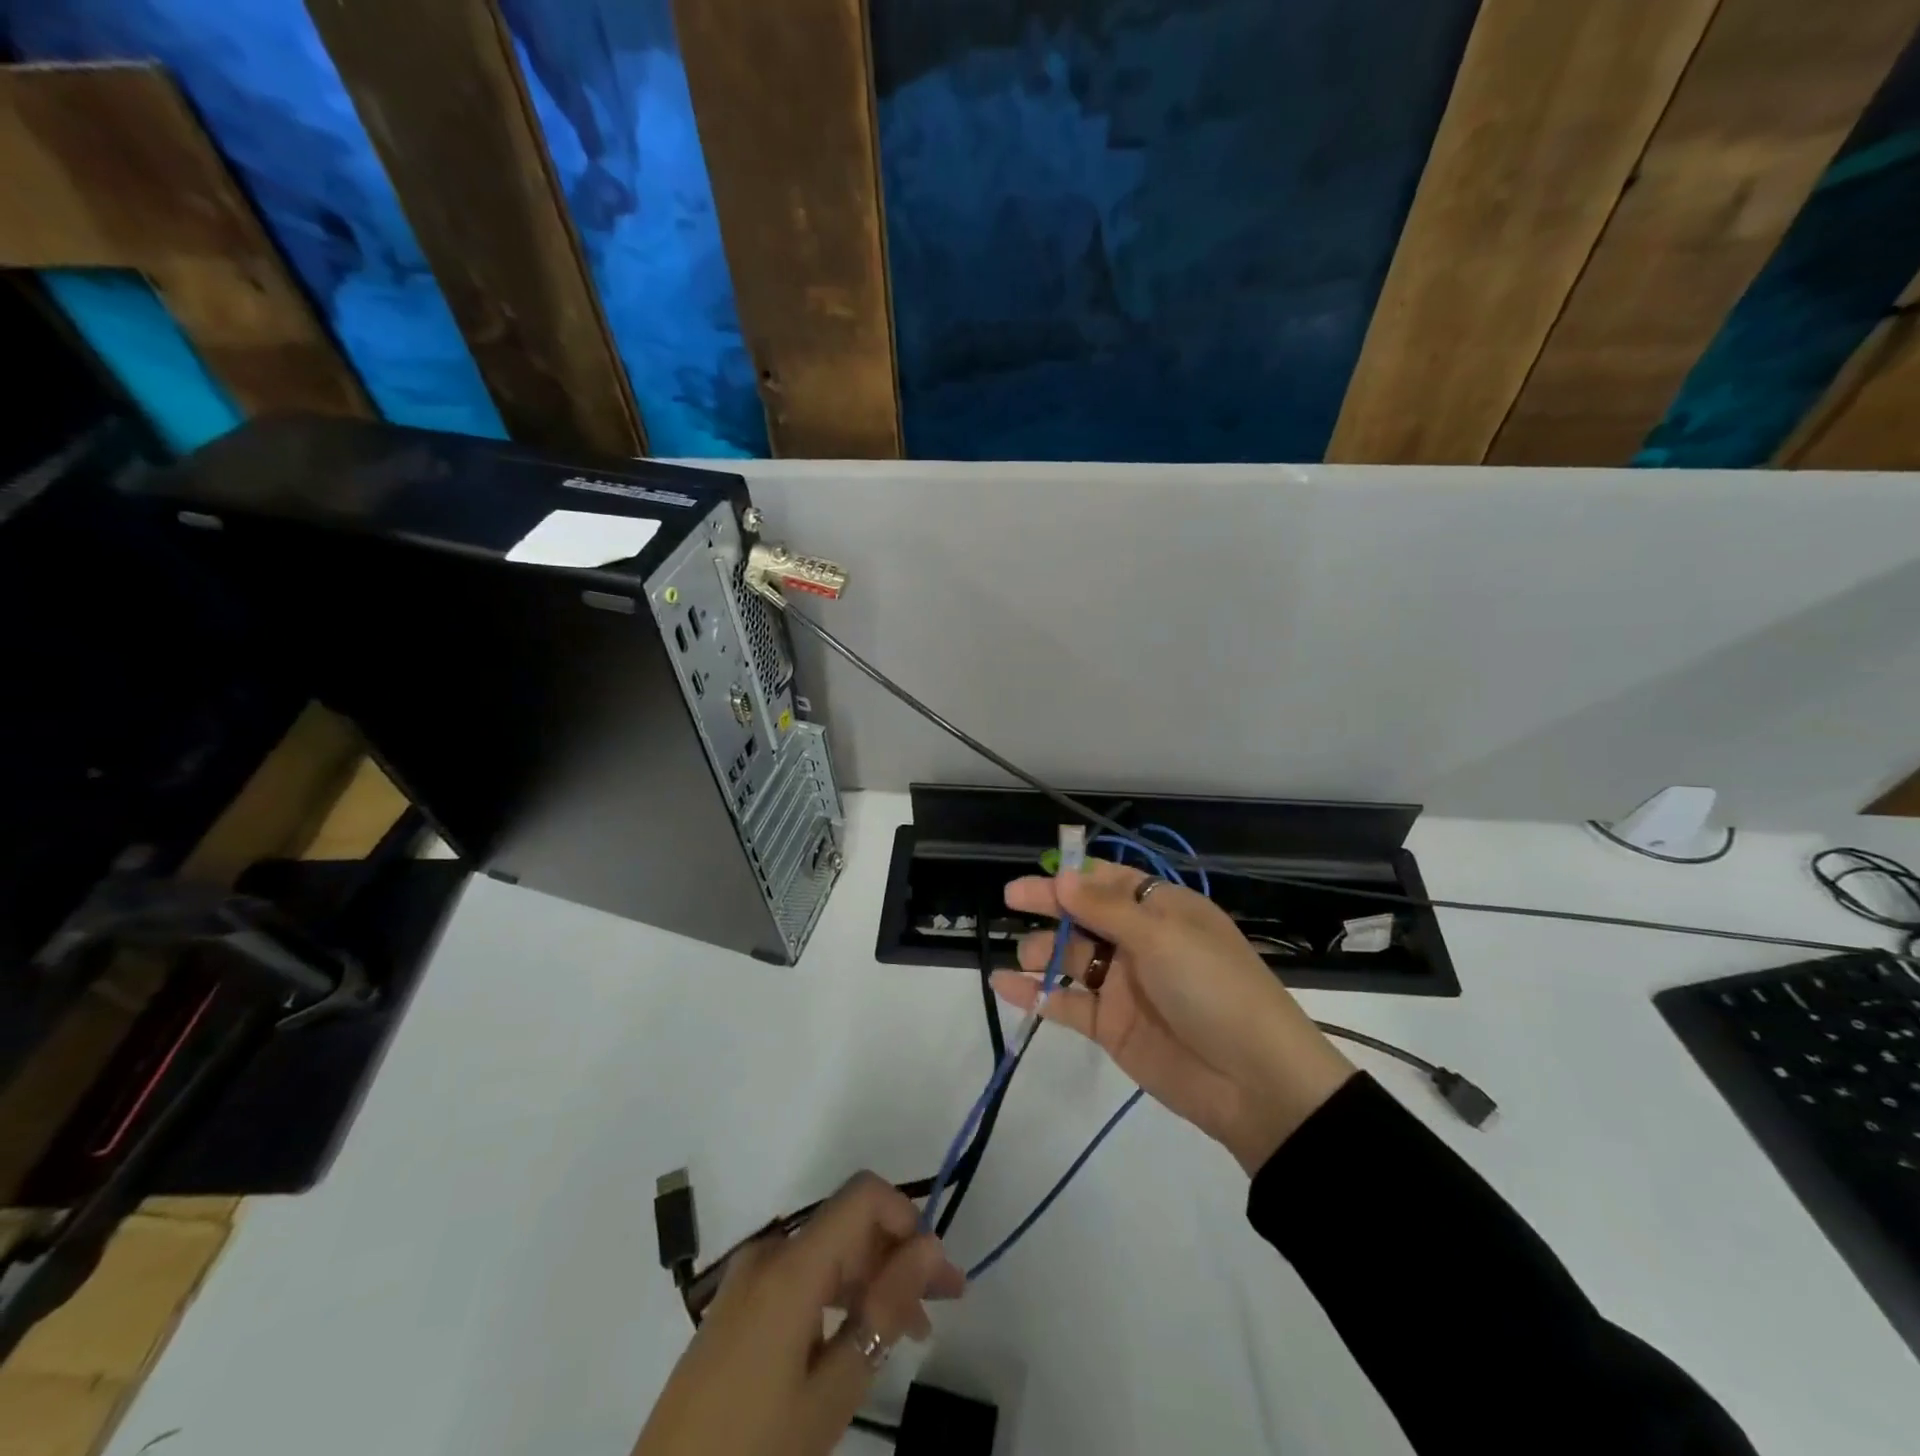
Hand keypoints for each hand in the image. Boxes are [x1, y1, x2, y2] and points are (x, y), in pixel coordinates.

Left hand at [634, 1173, 964, 1455]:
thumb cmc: (753, 1451)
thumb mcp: (831, 1392)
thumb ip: (883, 1310)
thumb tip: (929, 1247)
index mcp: (790, 1266)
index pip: (863, 1196)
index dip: (908, 1219)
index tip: (938, 1274)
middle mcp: (769, 1254)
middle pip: (848, 1224)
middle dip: (898, 1255)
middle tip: (939, 1309)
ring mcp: (747, 1278)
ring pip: (828, 1252)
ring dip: (872, 1278)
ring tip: (908, 1333)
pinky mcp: (737, 1306)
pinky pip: (801, 1276)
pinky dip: (838, 1294)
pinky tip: (857, 1337)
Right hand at [996, 860, 1354, 1172]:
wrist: (1253, 1081)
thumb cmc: (1212, 987)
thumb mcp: (1162, 937)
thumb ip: (1106, 909)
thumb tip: (1064, 876)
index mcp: (1162, 910)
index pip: (1109, 880)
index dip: (1073, 876)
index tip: (1038, 872)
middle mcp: (1140, 941)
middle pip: (1084, 915)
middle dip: (1050, 906)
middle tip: (1012, 899)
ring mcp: (1124, 985)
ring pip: (1072, 958)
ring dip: (1043, 950)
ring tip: (1026, 954)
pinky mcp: (1110, 1025)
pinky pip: (1067, 1002)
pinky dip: (1036, 993)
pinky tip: (1004, 984)